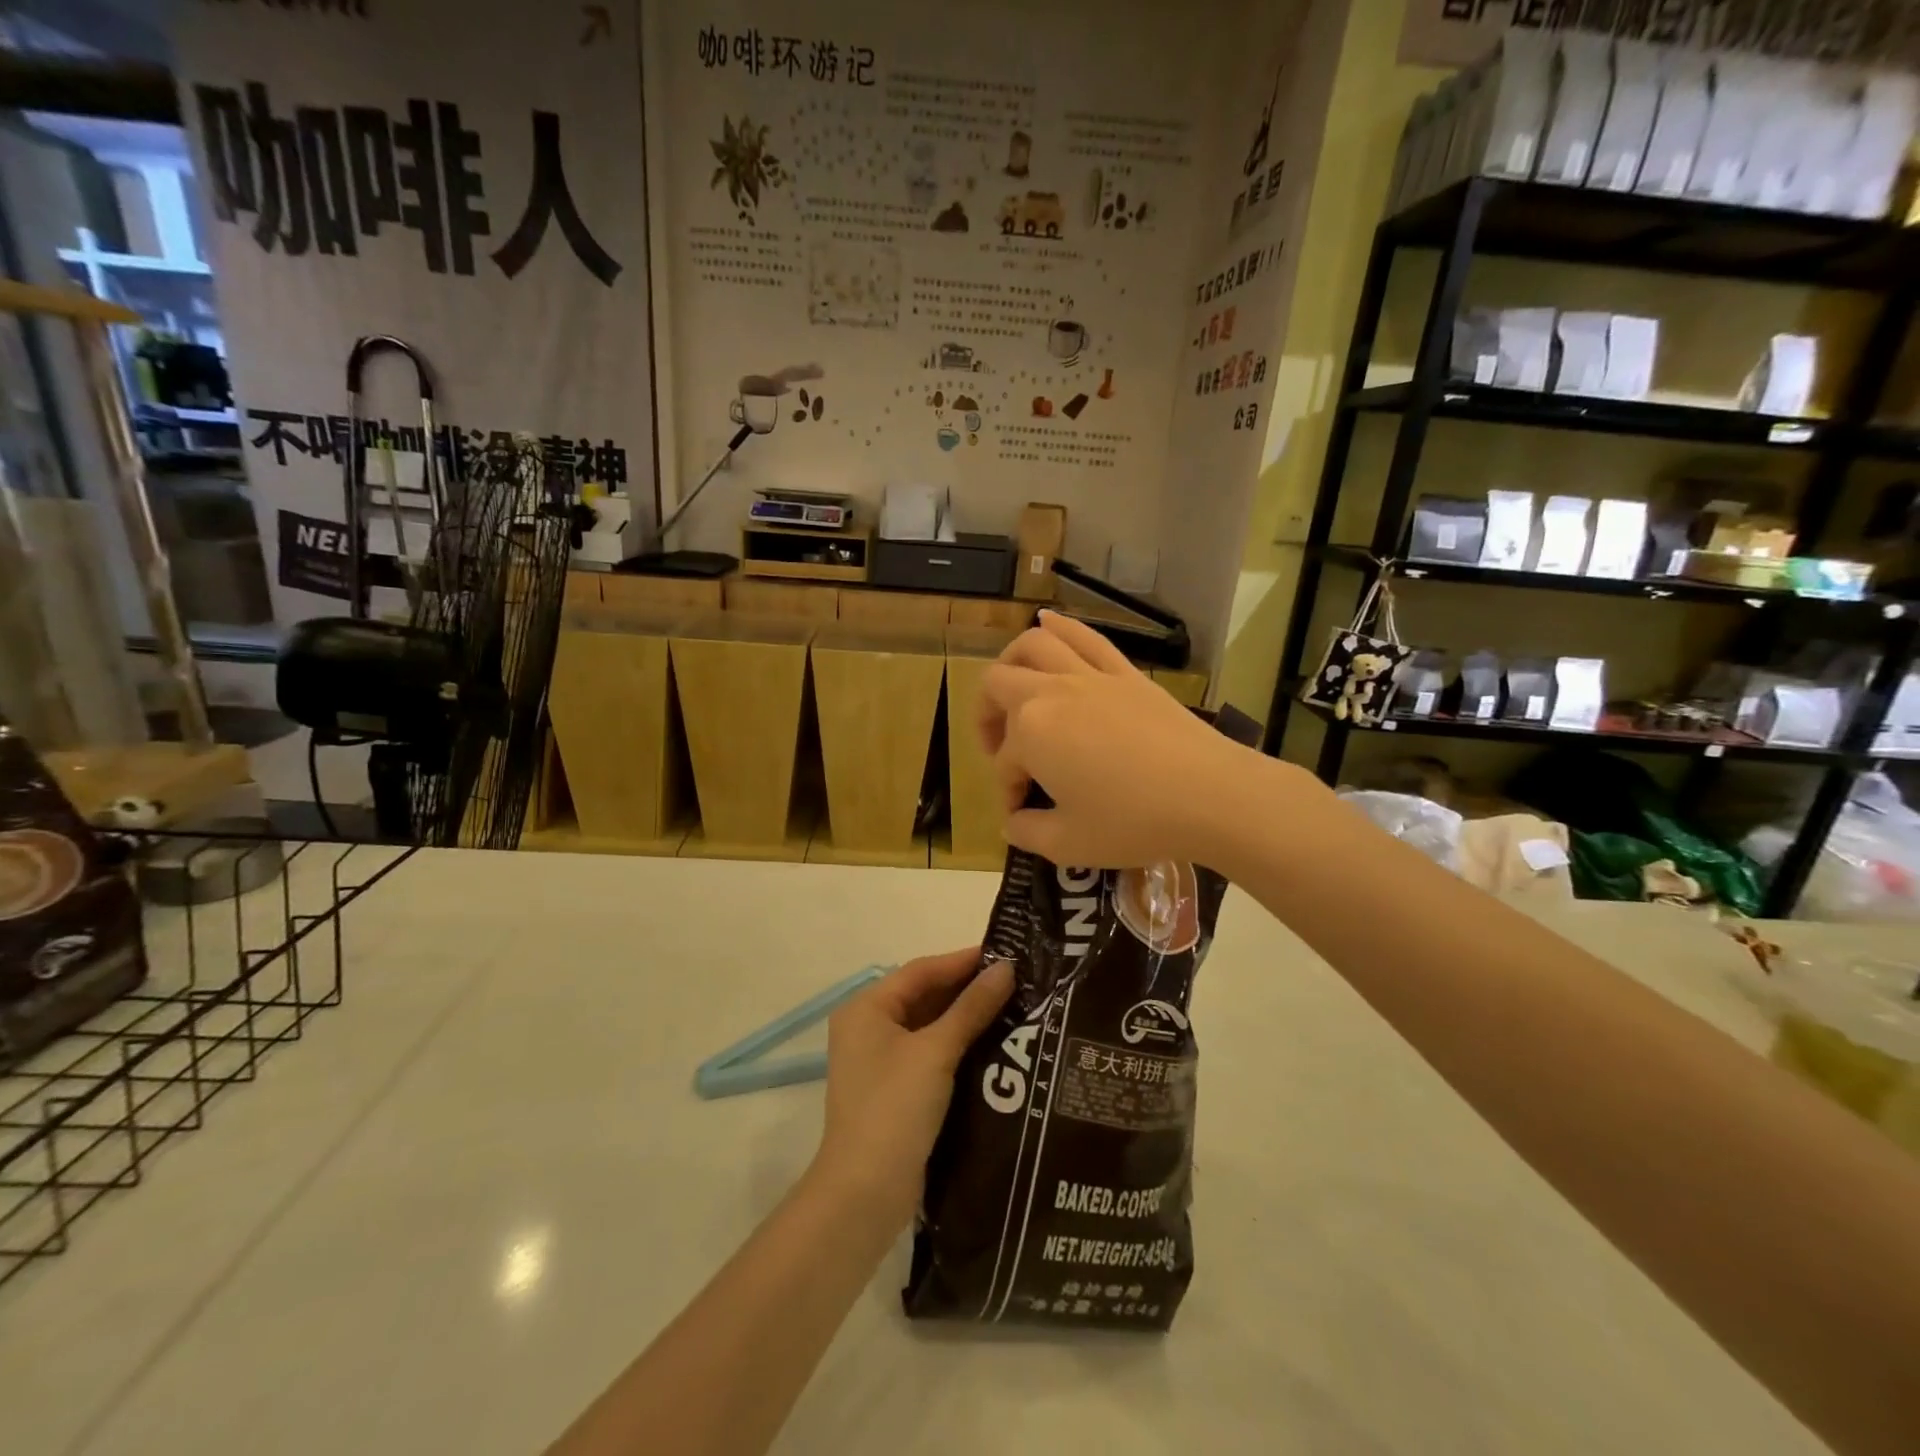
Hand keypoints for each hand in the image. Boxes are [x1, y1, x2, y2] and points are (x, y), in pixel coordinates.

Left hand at [815, 948, 1013, 1230]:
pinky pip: (928, 1052)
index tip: (1006, 956)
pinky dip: (956, 1045)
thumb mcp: (937, 1052)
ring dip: (964, 1018)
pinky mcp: (893, 1089)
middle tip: (1015, 981)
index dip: (963, 961)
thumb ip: (972, 1008)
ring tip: (1012, 1007)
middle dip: (966, 989)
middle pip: (923, 996)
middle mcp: (867, 1027)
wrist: (865, 1193)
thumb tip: (1006, 969)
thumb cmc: (896, 1108)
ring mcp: (879, 1060)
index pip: (921, 971)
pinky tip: (992, 1044)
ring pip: (928, 1025)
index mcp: (867, 1008)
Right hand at [977, 611, 1261, 867]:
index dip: (1009, 790)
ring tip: (1012, 684)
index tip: (1025, 815)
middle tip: (1001, 749)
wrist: (1209, 794)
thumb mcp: (1069, 844)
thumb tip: (1014, 823)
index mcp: (1030, 732)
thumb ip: (1028, 833)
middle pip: (999, 685)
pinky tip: (1047, 621)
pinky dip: (1061, 626)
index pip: (1005, 762)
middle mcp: (1051, 692)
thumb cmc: (1132, 821)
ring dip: (1012, 661)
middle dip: (988, 717)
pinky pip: (1086, 637)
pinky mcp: (1125, 672)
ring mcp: (1090, 676)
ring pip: (1034, 645)